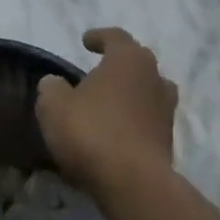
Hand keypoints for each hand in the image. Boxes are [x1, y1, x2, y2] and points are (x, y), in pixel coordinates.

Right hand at [35, 28, 177, 193]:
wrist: (134, 183)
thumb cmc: (92, 132)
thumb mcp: (54, 106)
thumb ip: (52, 88)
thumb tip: (55, 83)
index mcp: (129, 59)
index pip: (116, 37)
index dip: (99, 37)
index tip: (85, 41)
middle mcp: (154, 78)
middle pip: (137, 63)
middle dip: (117, 65)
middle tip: (97, 73)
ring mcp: (166, 110)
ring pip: (147, 92)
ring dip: (129, 94)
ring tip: (108, 103)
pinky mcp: (168, 140)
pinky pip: (147, 120)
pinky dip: (133, 121)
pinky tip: (114, 132)